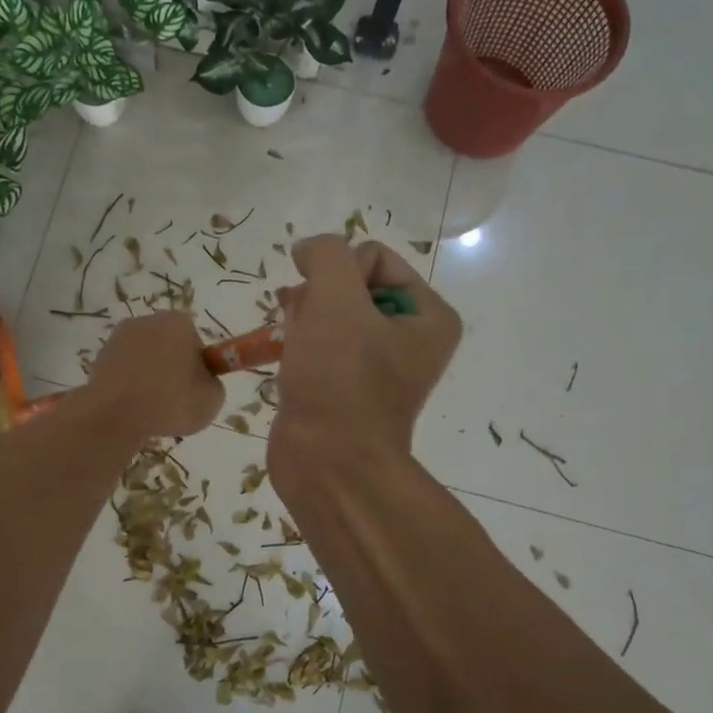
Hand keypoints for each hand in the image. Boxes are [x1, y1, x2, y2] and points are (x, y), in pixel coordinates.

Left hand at [87, 311, 224, 439]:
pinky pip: (123, 372)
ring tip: (151, 409)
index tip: (194, 387)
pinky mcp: (98, 359)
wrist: (115, 415)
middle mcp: (146, 322)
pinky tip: (131, 408)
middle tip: (175, 399)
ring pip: (143, 359)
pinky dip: (128, 386)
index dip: (197, 364)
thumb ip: (212, 384)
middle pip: (167, 345)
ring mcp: (118, 339)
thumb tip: (202, 383)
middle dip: (171, 367)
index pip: (194, 339)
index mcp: (177, 322)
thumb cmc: (171, 401)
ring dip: (148, 377)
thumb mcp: (212, 399)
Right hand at [268, 236, 461, 470]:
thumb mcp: (336, 299)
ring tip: (290, 336)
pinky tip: (283, 350)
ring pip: (332, 313)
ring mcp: (377, 365)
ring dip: (305, 314)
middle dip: (320, 294)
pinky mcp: (345, 386)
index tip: (322, 304)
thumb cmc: (340, 379)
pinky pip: (321, 343)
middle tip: (303, 320)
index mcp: (429, 316)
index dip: (339, 272)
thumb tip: (309, 249)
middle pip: (353, 284)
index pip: (374, 257)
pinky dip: (301, 340)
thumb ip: (326, 255)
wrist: (327, 462)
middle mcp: (410, 338)